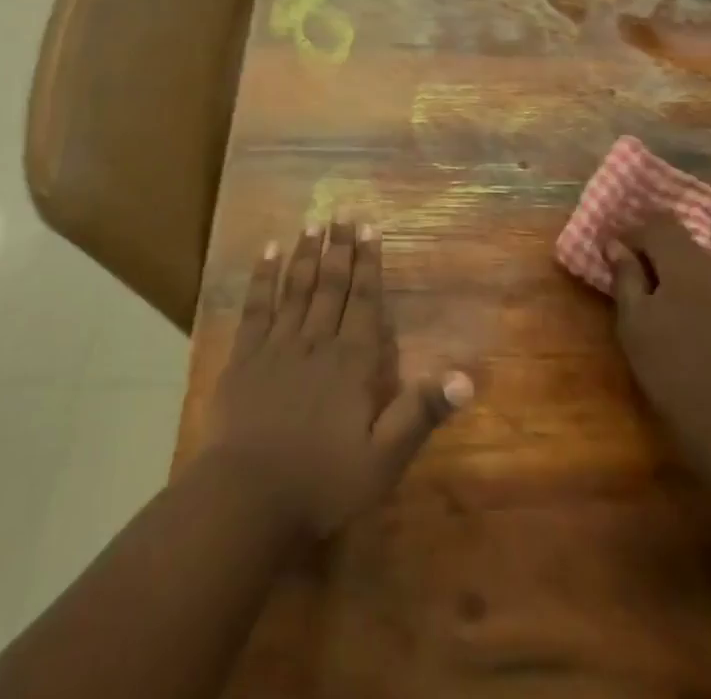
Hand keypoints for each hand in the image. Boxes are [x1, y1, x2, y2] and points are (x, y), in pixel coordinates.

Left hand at [204, 222, 471, 540]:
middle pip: (331, 285)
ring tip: (313, 222)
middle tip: (343, 212)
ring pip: (296, 288)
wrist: (248, 498)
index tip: (371, 227)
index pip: (365, 300)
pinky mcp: (244, 357)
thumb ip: (421, 413)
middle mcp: (316, 342)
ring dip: (306, 253)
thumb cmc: (322, 482)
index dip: (369, 262)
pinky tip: (267, 252)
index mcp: (352, 362)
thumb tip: (466, 377)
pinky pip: (256, 306)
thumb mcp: (384, 459)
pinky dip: (262, 276)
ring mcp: (277, 345)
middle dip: (340, 247)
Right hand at [608, 213, 710, 469]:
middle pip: (693, 236)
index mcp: (685, 262)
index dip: (636, 232)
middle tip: (651, 268)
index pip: (659, 225)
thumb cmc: (675, 375)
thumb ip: (626, 279)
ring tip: (689, 277)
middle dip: (668, 244)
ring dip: (706, 255)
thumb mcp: (635, 326)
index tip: (619, 250)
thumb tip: (616, 244)